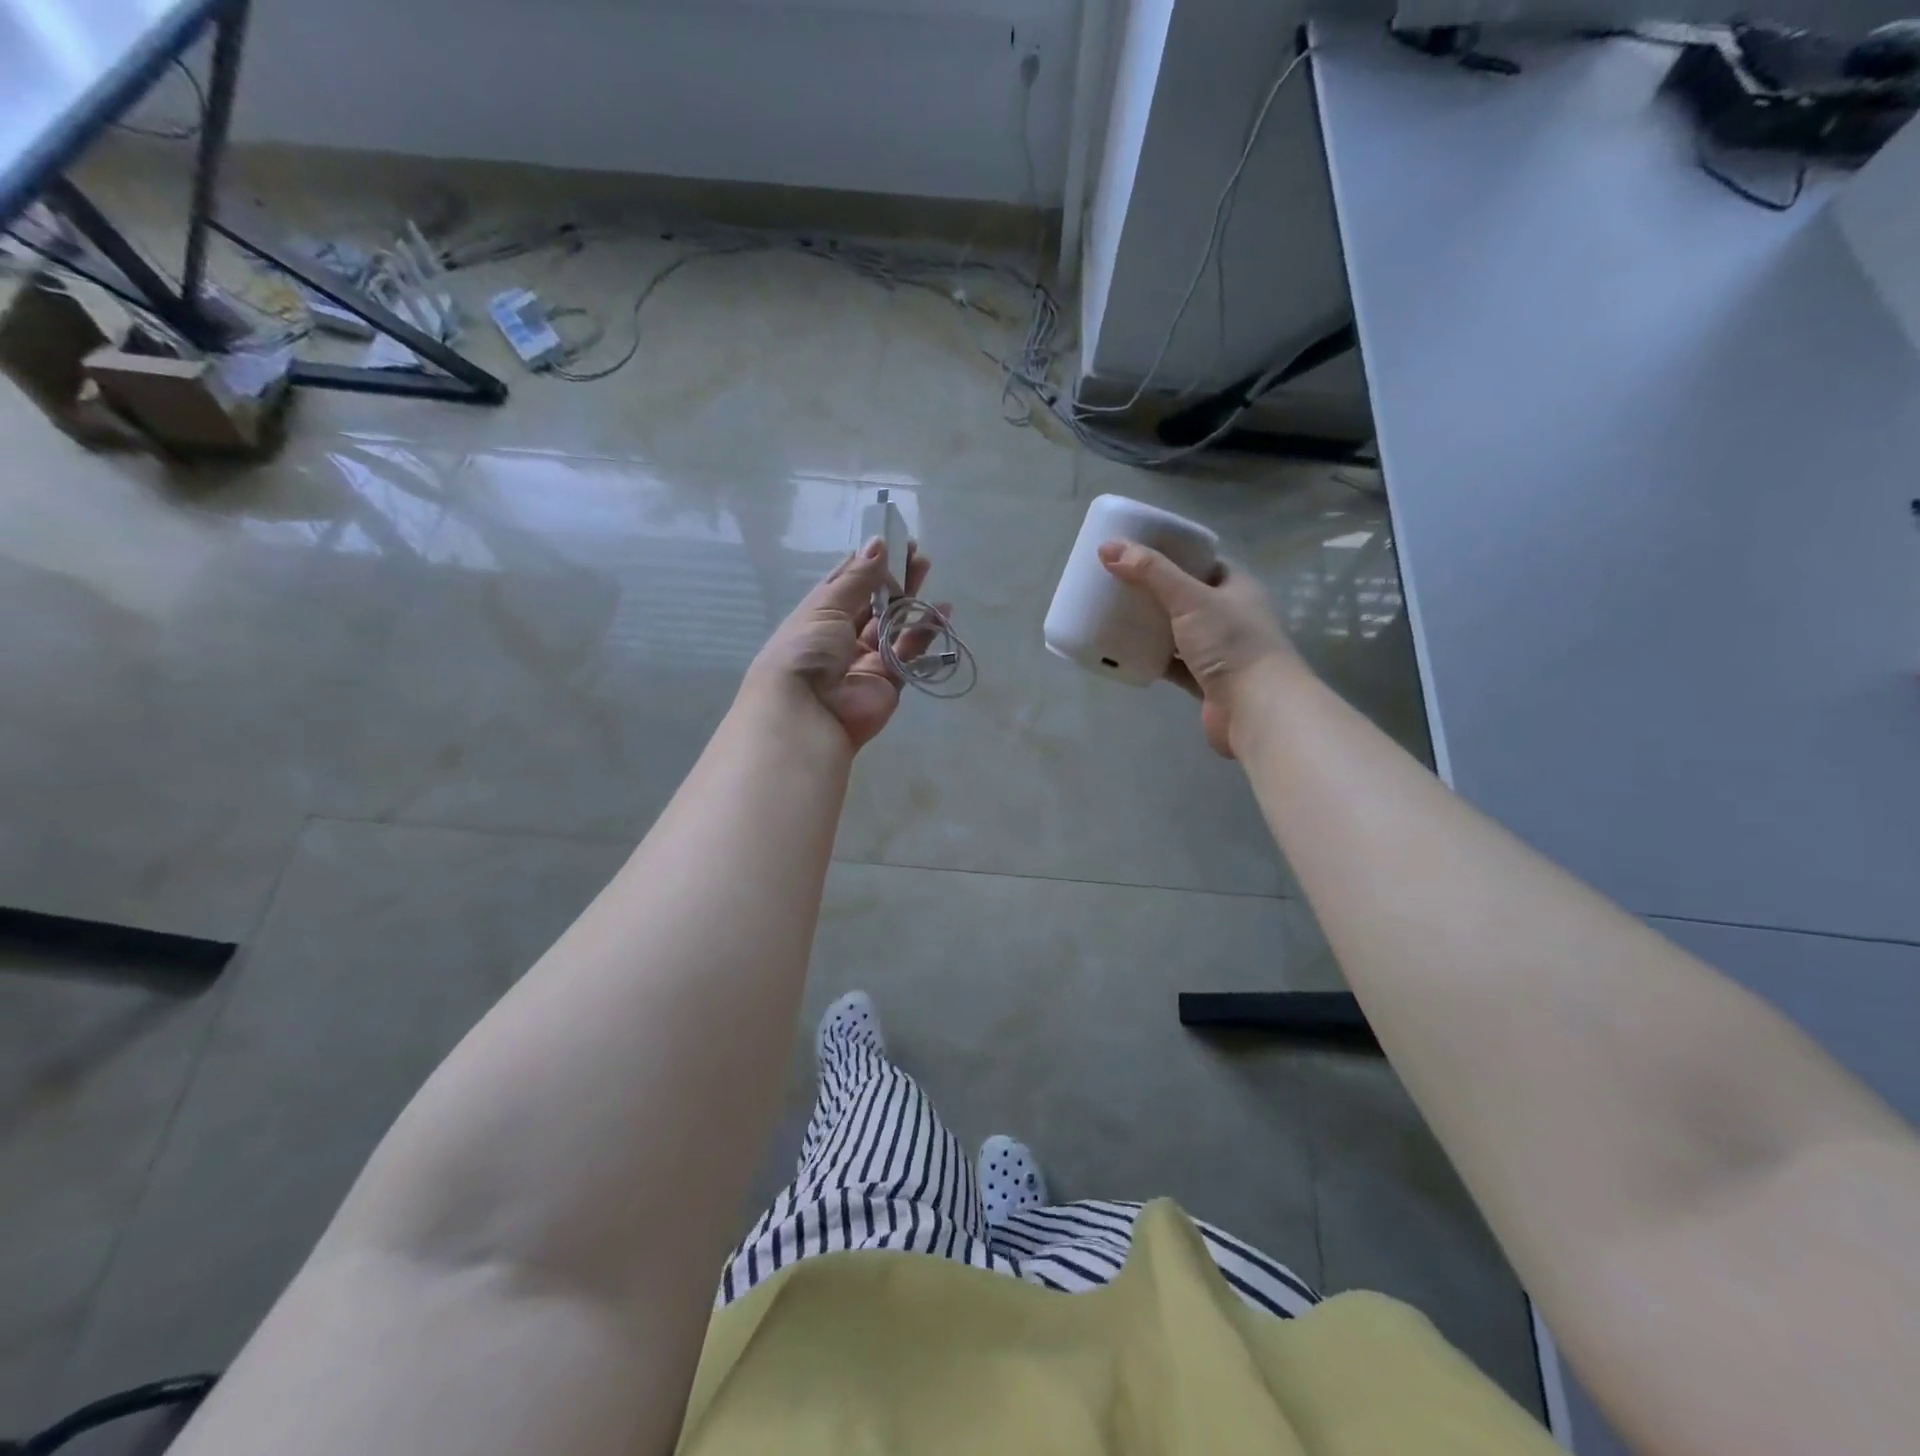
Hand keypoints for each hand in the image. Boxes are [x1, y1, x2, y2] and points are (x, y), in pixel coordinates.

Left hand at [745, 536, 938, 750]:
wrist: (807, 711)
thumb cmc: (807, 650)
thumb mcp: (827, 606)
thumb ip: (857, 578)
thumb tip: (878, 543)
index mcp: (819, 616)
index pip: (846, 584)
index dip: (868, 563)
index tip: (892, 542)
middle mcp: (842, 637)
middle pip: (873, 603)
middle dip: (893, 578)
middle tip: (917, 555)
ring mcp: (867, 660)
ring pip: (894, 625)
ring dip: (910, 600)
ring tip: (928, 571)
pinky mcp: (889, 681)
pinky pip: (910, 653)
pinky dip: (925, 633)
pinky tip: (942, 612)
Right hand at [1099, 542, 1297, 758]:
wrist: (1256, 709)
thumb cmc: (1230, 643)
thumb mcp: (1190, 598)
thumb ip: (1150, 572)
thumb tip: (1107, 547)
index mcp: (1236, 587)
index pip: (1202, 562)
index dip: (1172, 554)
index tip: (1136, 552)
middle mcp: (1230, 616)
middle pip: (1186, 597)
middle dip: (1154, 592)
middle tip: (1117, 584)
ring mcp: (1218, 651)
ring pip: (1177, 632)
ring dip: (1151, 627)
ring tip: (1114, 615)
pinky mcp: (1204, 681)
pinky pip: (1172, 664)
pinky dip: (1152, 659)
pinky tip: (1125, 653)